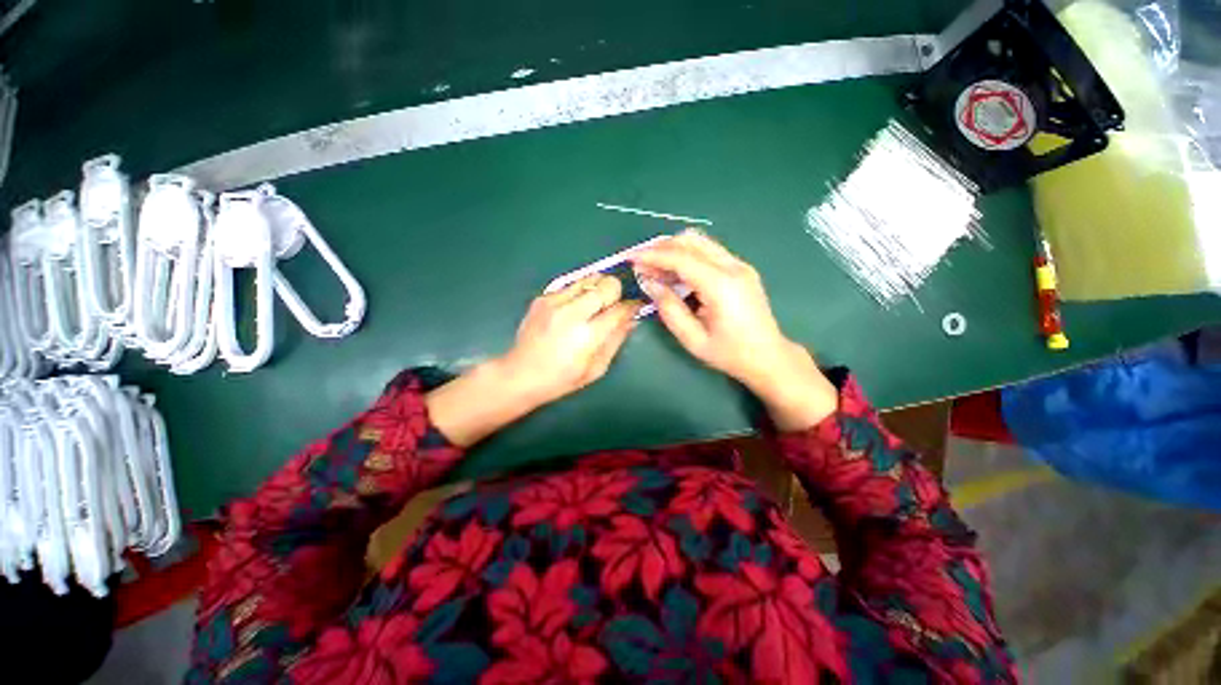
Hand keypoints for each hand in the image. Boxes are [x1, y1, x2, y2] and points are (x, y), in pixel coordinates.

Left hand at [427, 274, 641, 445]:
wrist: (521, 374)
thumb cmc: (562, 378)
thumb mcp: (596, 368)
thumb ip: (616, 341)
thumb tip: (631, 320)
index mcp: (588, 335)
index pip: (620, 309)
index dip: (632, 306)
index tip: (635, 306)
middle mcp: (572, 313)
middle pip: (607, 284)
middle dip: (616, 292)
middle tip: (614, 304)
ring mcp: (555, 302)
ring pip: (589, 278)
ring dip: (598, 288)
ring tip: (595, 303)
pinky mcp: (543, 298)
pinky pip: (570, 285)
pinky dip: (579, 293)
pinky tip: (574, 309)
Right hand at [632, 230, 837, 429]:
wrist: (768, 356)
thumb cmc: (729, 353)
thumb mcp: (692, 338)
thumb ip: (668, 308)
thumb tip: (649, 283)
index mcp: (721, 285)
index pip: (681, 258)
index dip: (652, 255)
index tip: (631, 259)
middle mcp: (733, 267)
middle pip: (691, 241)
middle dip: (661, 247)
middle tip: (640, 262)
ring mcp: (739, 265)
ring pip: (700, 242)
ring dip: (673, 249)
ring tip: (653, 268)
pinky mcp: (740, 268)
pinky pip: (708, 251)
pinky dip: (687, 256)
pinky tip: (674, 273)